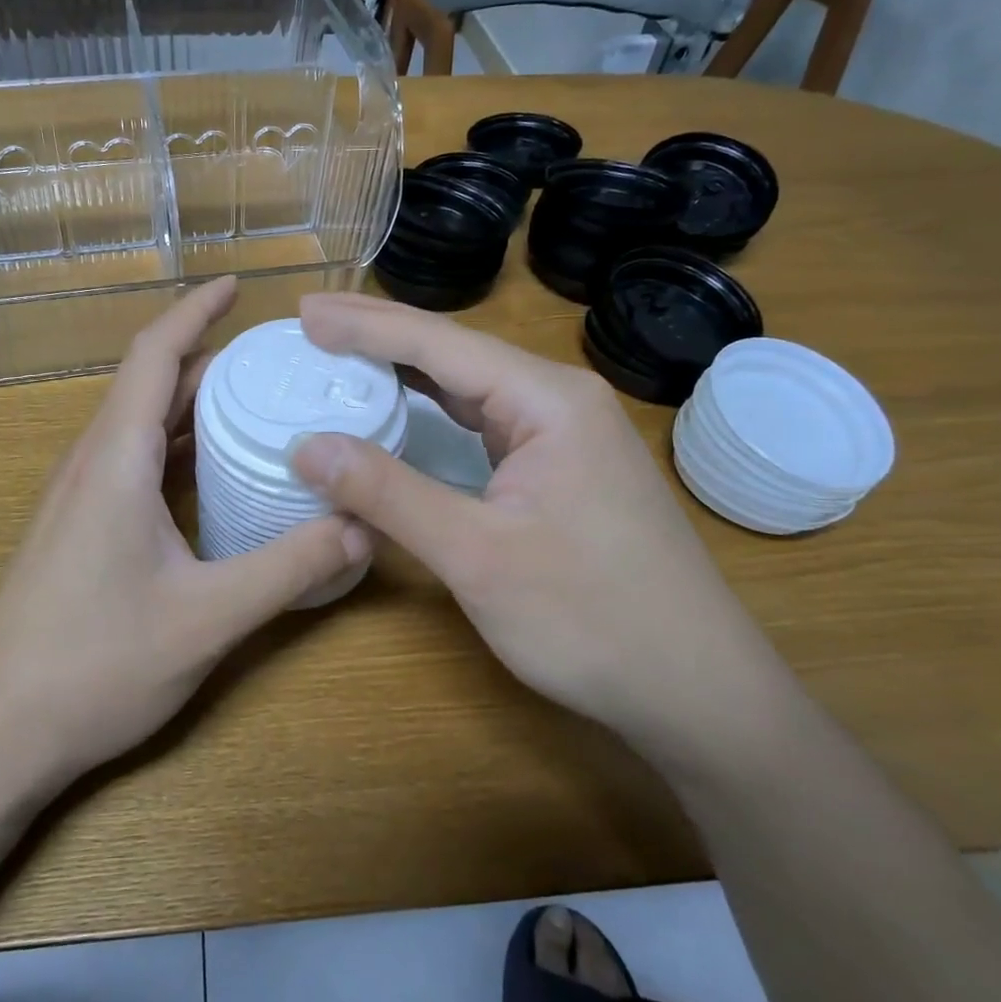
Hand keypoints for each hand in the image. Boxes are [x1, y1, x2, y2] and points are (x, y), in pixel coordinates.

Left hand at [0, 278, 371, 788]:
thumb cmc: (95, 666)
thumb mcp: (208, 618)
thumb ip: (290, 568)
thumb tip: (363, 526)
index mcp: (116, 459)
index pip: (155, 355)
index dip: (195, 311)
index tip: (237, 285)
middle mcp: (92, 462)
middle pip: (153, 384)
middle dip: (211, 357)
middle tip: (278, 357)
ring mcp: (79, 495)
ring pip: (142, 423)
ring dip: (195, 402)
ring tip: (258, 401)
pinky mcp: (79, 526)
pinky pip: (134, 459)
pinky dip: (178, 444)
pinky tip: (216, 470)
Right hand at [288, 294, 785, 753]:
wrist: (696, 689)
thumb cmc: (591, 619)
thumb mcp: (476, 555)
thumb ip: (388, 493)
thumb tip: (306, 447)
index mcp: (547, 400)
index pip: (439, 344)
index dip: (365, 326)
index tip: (303, 312)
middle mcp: (559, 401)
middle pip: (455, 352)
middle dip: (380, 335)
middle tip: (311, 320)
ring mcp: (565, 434)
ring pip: (470, 386)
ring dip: (405, 369)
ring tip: (342, 351)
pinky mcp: (562, 468)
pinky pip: (485, 421)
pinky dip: (434, 409)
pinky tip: (405, 406)